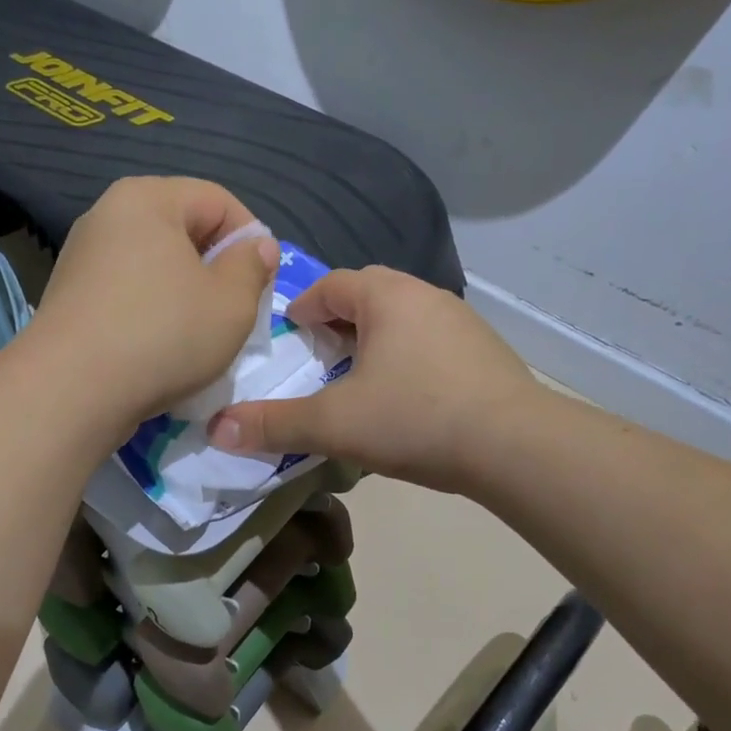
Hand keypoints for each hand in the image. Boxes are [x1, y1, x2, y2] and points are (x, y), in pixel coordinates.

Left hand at [23, 177, 278, 442]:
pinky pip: (127, 290)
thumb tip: (256, 246)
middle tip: (234, 311)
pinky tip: (160, 347)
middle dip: (216, 268)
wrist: (71, 391)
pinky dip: (151, 311)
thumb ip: (253, 266)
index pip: (218, 201)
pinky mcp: (69, 295)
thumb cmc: (163, 335)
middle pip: (183, 230)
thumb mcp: (231, 302)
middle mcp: (108, 215)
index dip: (251, 239)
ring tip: (199, 335)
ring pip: (155, 264)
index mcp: (147, 198)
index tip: (261, 284)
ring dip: (185, 293)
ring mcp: (82, 256)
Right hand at [208, 265, 538, 493]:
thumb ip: (274, 424)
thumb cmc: (415, 419)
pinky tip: (407, 393)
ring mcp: (460, 319)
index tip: (290, 336)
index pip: (330, 285)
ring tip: (359, 374)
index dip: (303, 307)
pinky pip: (431, 338)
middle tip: (320, 355)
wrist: (515, 445)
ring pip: (402, 316)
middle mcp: (424, 294)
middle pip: (368, 294)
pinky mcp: (485, 349)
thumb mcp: (335, 424)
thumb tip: (215, 429)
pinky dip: (407, 354)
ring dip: (375, 336)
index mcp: (385, 296)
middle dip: (338, 320)